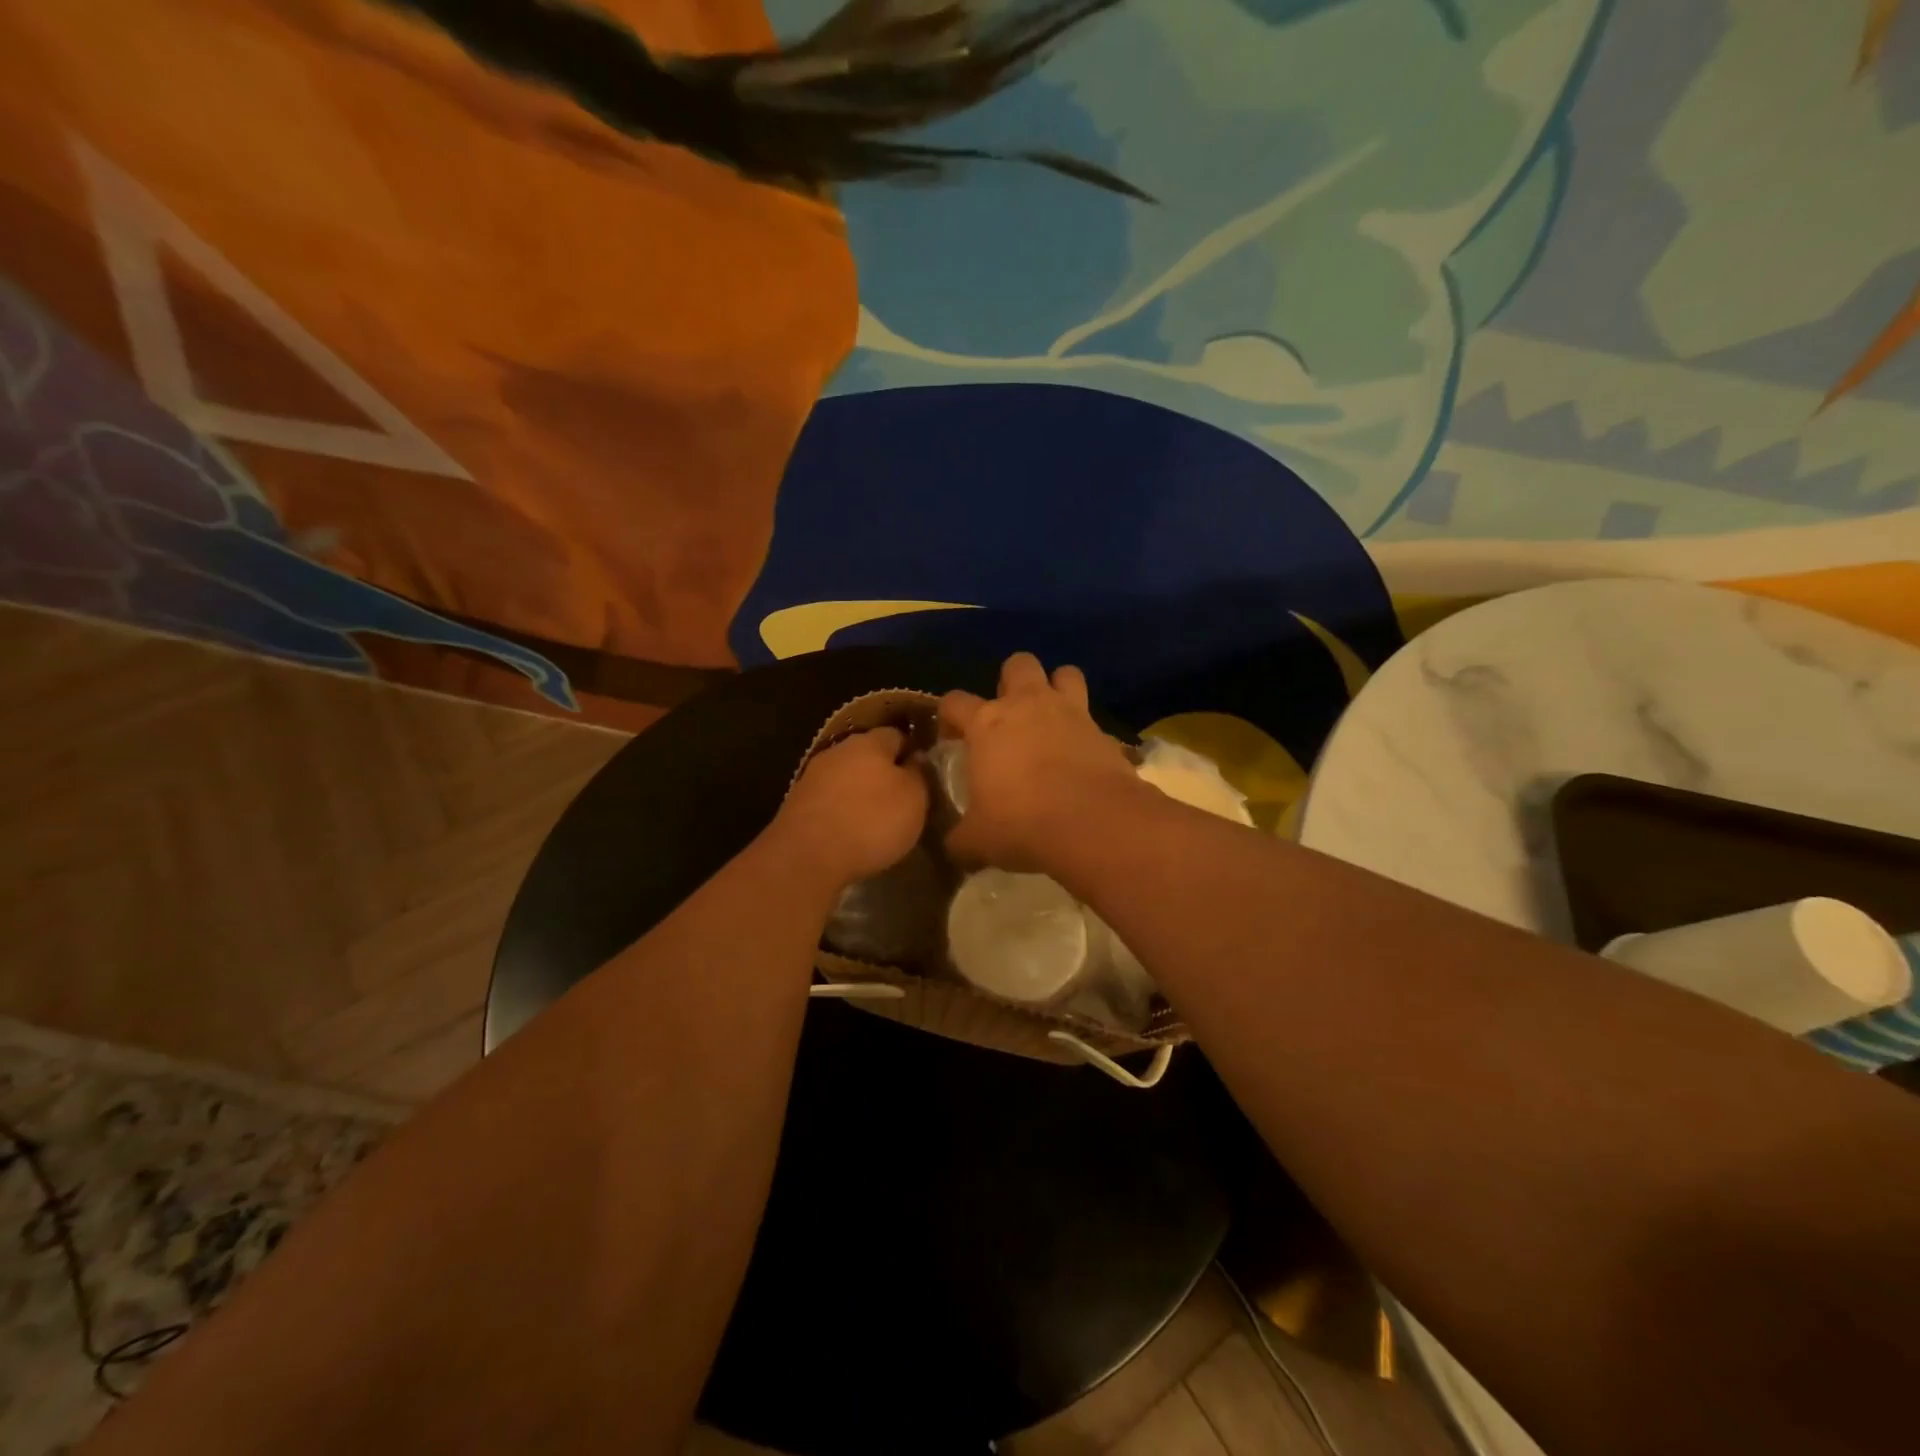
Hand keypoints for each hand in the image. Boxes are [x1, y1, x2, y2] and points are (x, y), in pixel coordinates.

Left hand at [772, 726, 929, 889]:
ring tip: (876, 819)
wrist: (807, 856)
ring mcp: (813, 776)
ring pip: (846, 777)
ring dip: (860, 792)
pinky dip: (841, 810)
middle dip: (884, 772)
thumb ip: (919, 774)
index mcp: (870, 742)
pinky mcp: (797, 803)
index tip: (924, 774)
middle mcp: (839, 750)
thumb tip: (916, 759)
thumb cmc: (871, 821)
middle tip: (902, 799)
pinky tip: (850, 831)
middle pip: (868, 754)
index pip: (897, 734)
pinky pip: (829, 800)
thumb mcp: (914, 799)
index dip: (912, 751)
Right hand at [940, 652, 1141, 872]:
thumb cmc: (1022, 823)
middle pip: (1018, 664)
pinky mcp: (1104, 731)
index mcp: (987, 723)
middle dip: (1011, 681)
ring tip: (1050, 718)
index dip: (948, 717)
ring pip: (1065, 673)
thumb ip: (960, 838)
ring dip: (1056, 688)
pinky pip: (1092, 718)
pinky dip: (1085, 730)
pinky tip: (1080, 755)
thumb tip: (953, 847)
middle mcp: (1028, 705)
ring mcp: (1070, 713)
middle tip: (1008, 716)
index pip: (954, 701)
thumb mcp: (977, 840)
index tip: (951, 738)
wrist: (1094, 824)